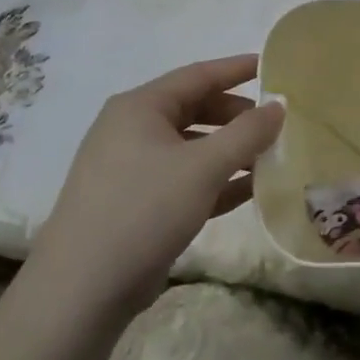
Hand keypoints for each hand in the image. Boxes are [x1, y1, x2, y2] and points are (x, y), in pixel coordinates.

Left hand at [29, 55, 283, 319]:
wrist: (80, 292)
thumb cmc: (144, 210)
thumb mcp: (204, 167)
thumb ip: (247, 133)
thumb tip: (278, 106)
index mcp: (140, 107)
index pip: (198, 75)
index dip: (237, 69)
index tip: (273, 67)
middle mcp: (131, 130)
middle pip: (195, 109)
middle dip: (237, 115)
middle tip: (277, 122)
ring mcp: (131, 169)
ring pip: (191, 148)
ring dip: (230, 151)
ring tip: (271, 156)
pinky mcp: (135, 205)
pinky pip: (184, 179)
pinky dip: (215, 181)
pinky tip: (250, 190)